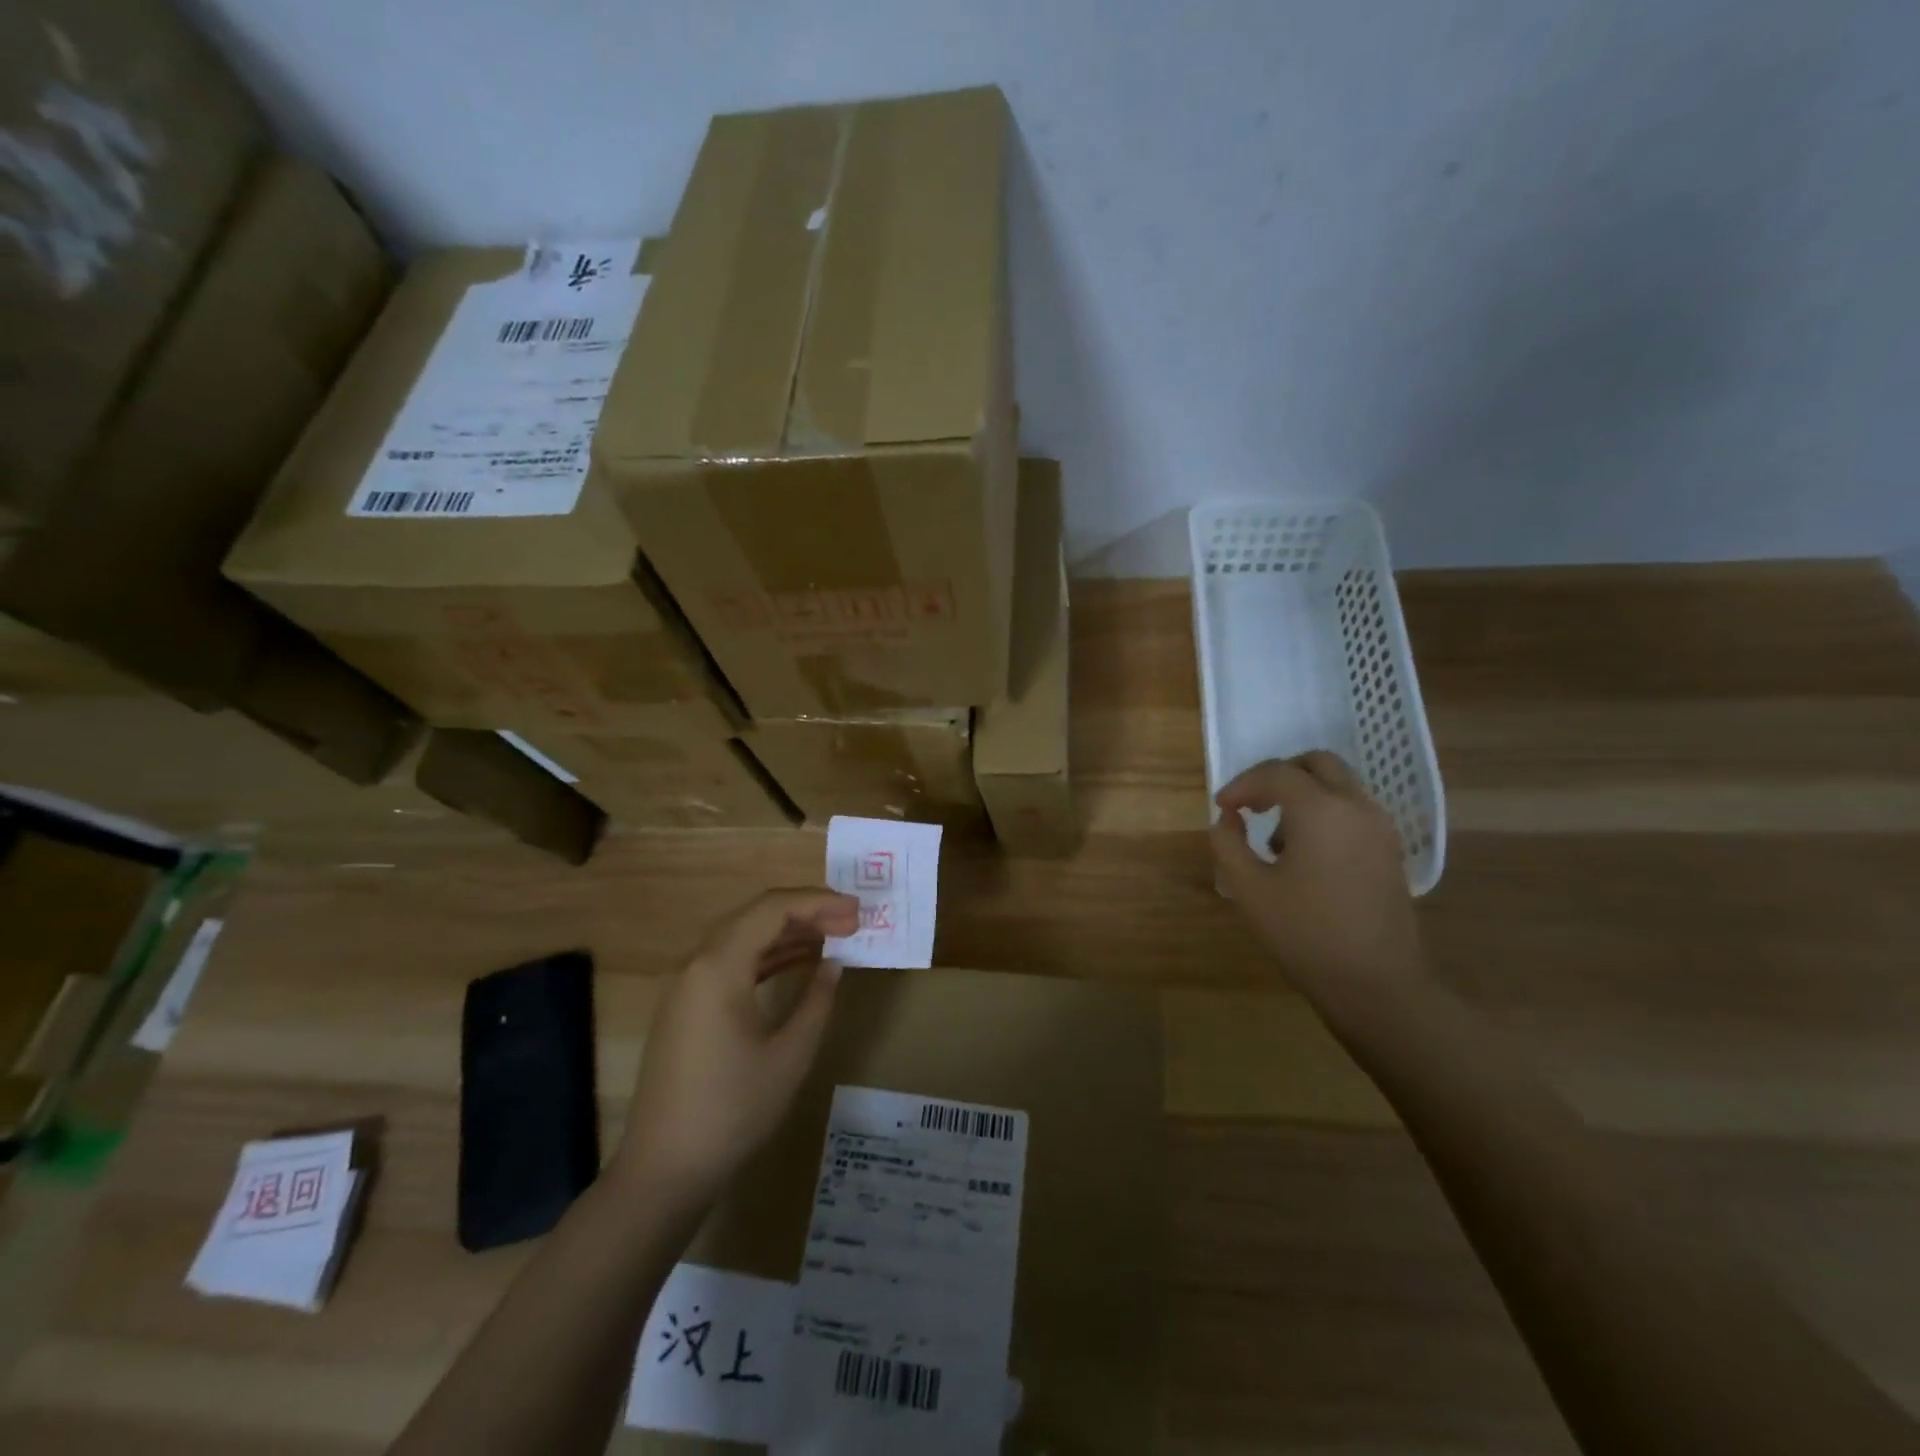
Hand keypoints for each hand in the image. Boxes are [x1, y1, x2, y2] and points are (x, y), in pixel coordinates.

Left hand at [613, 887, 857, 1212]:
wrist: (665, 1169)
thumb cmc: (733, 1110)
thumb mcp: (790, 1055)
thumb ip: (816, 1000)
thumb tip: (833, 965)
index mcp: (718, 966)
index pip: (773, 908)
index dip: (819, 902)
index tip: (858, 912)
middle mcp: (696, 963)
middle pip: (755, 915)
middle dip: (806, 912)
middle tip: (850, 922)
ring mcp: (686, 985)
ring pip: (742, 937)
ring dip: (787, 933)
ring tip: (833, 937)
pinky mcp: (685, 1006)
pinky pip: (730, 962)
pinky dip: (766, 956)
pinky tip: (798, 964)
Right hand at [1210, 752, 1424, 990]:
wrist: (1376, 984)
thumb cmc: (1305, 934)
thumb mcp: (1248, 889)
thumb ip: (1228, 843)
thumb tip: (1228, 818)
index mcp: (1320, 810)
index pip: (1276, 773)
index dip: (1242, 785)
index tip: (1222, 807)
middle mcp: (1356, 806)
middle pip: (1317, 764)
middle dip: (1278, 776)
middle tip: (1252, 804)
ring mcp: (1380, 827)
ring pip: (1339, 785)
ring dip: (1304, 794)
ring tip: (1276, 837)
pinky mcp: (1391, 849)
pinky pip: (1354, 809)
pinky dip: (1326, 812)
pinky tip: (1306, 854)